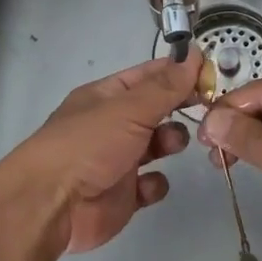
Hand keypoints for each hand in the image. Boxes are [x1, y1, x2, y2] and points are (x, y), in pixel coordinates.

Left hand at [8, 49, 200, 254]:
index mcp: (106, 97)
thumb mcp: (129, 109)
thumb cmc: (88, 145)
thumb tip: (193, 54)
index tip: (210, 74)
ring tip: (171, 145)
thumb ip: (166, 86)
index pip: (149, 76)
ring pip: (157, 144)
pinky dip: (154, 183)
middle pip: (156, 110)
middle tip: (206, 110)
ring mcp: (118, 160)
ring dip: (171, 142)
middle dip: (179, 109)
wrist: (51, 206)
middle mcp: (112, 124)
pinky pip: (151, 183)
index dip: (178, 72)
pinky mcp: (123, 195)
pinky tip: (148, 185)